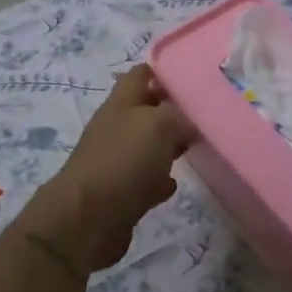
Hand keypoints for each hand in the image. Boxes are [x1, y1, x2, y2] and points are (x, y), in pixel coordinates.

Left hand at [47, 65, 193, 271]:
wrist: (88, 219)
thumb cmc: (125, 161)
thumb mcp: (161, 124)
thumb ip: (179, 116)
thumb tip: (186, 125)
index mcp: (122, 103)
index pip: (140, 75)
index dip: (162, 71)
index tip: (190, 75)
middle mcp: (116, 127)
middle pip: (145, 111)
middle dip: (171, 111)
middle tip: (202, 114)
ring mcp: (115, 160)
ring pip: (146, 145)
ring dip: (166, 146)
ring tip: (193, 146)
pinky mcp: (119, 192)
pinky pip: (144, 179)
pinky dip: (159, 180)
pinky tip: (172, 184)